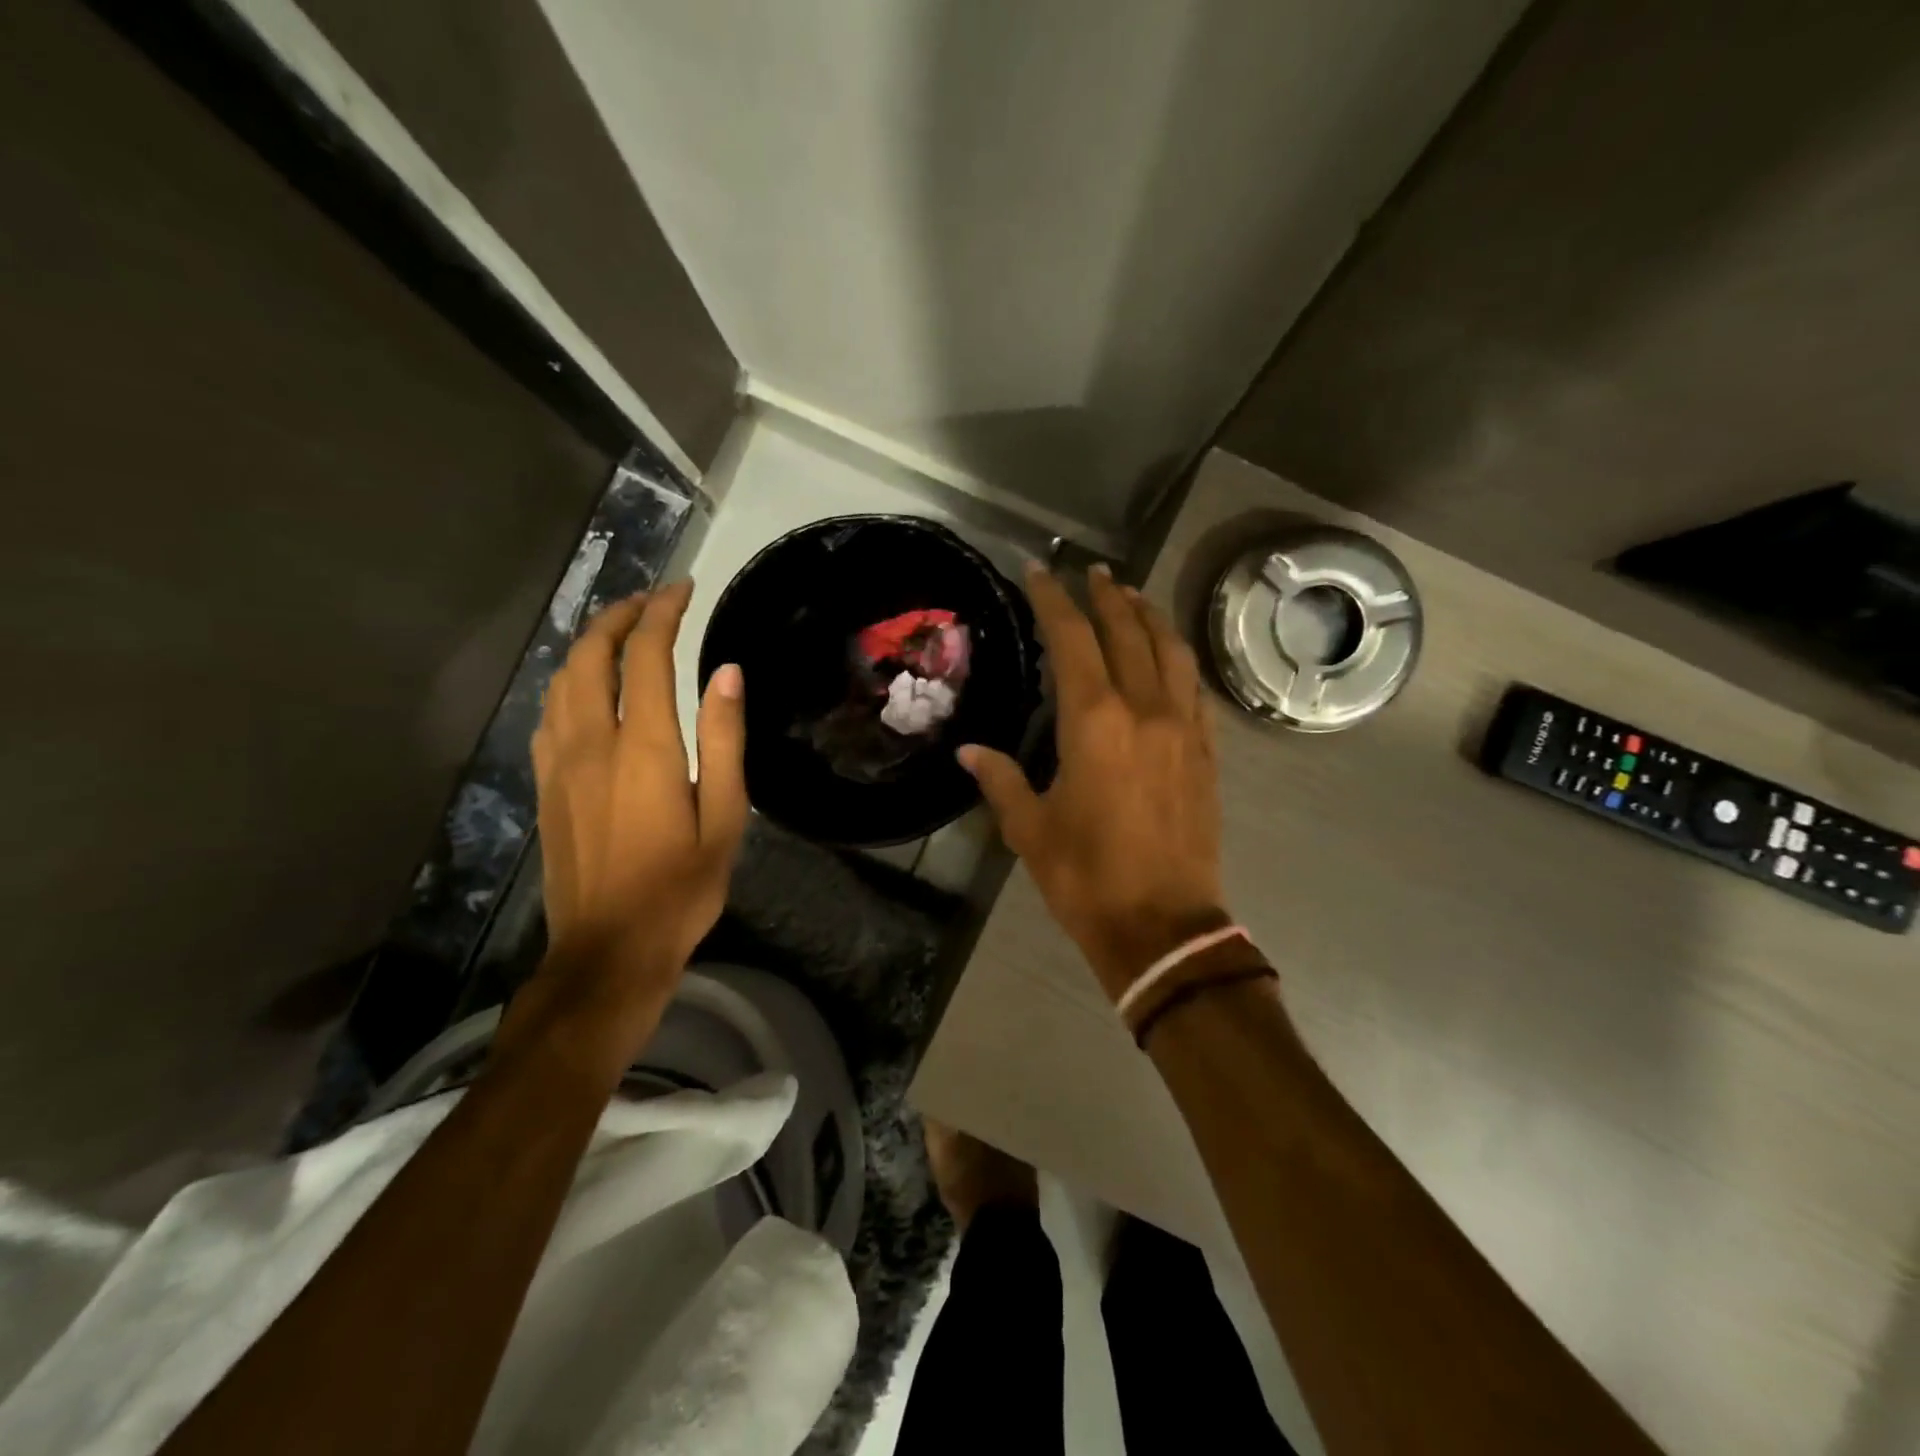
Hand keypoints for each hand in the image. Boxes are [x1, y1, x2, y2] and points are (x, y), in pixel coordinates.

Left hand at [504, 582, 747, 1080]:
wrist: (609, 949)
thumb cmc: (681, 887)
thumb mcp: (725, 817)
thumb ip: (724, 740)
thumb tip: (727, 672)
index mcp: (644, 748)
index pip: (647, 656)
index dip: (663, 613)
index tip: (684, 589)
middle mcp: (592, 743)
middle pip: (592, 655)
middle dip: (619, 616)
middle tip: (652, 600)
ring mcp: (559, 764)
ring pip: (562, 680)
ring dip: (590, 644)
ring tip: (622, 633)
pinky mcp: (544, 786)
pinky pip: (550, 714)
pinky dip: (570, 683)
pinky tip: (588, 690)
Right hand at [959, 564, 1227, 999]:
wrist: (1164, 927)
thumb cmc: (1087, 877)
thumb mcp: (1030, 829)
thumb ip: (1000, 780)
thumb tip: (970, 752)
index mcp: (1094, 722)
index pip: (1072, 640)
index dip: (1053, 600)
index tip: (1040, 571)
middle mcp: (1144, 710)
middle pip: (1128, 632)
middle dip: (1106, 595)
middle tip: (1090, 570)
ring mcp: (1184, 729)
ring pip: (1171, 652)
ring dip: (1150, 616)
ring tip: (1132, 595)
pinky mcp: (1207, 753)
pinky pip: (1194, 688)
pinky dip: (1177, 659)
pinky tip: (1167, 656)